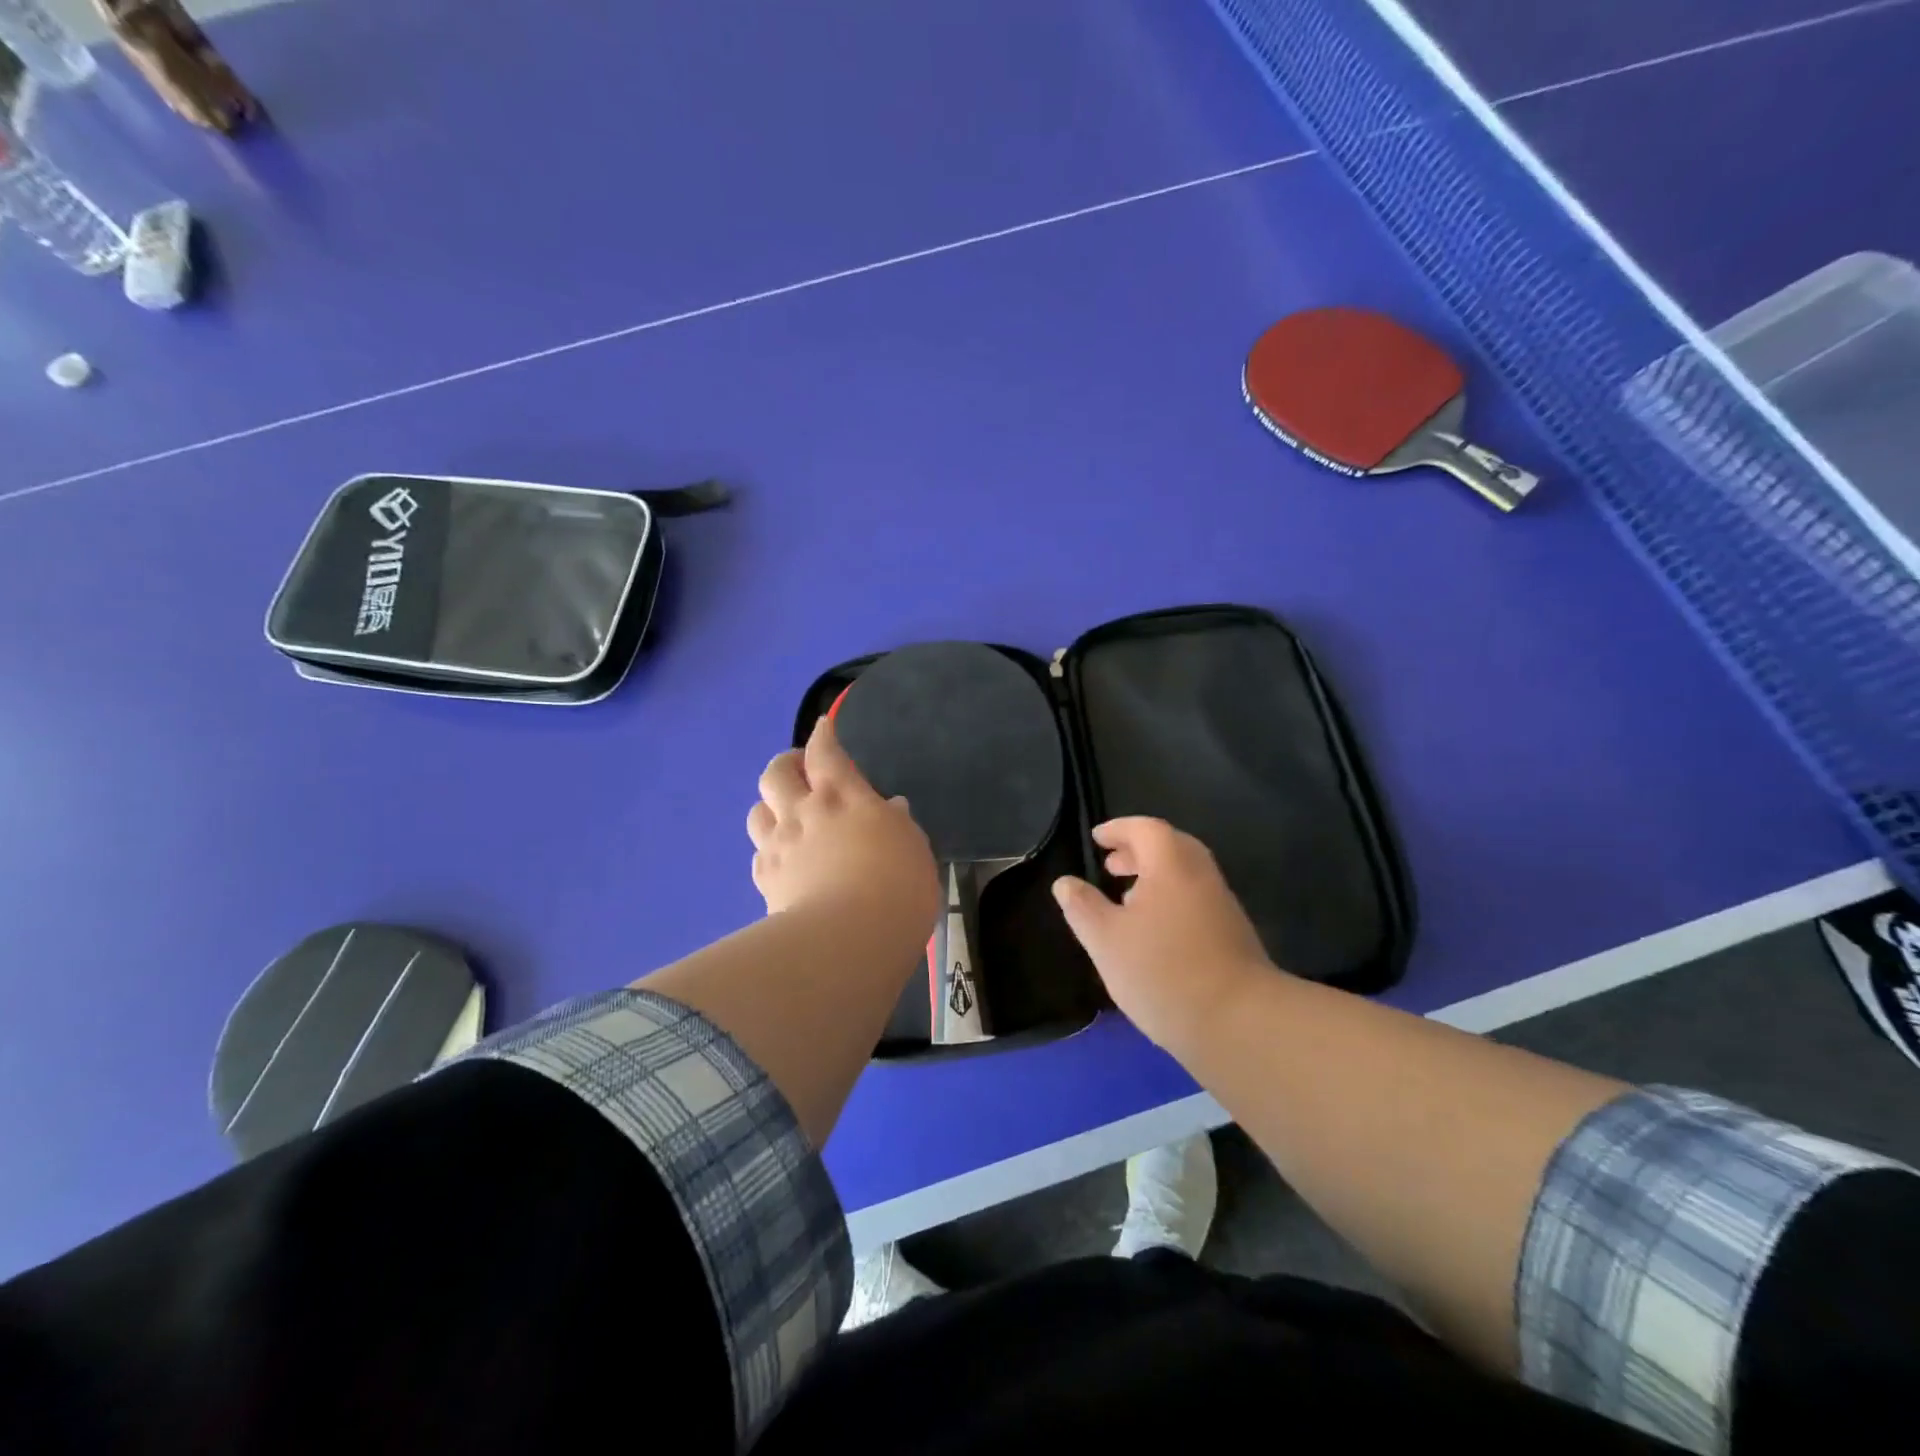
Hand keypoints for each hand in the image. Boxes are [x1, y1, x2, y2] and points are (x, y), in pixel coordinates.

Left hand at [748, 716, 940, 935]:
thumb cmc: (895, 887)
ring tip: (783, 814)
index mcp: (843, 797)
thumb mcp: (913, 848)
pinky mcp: (766, 881)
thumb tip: (888, 808)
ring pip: (757, 811)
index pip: (825, 752)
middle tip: (797, 769)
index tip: (823, 727)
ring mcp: (779, 846)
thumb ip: (897, 824)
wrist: (847, 940)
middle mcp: (804, 813)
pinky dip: (768, 850)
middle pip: (776, 773)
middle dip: (785, 764)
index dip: (823, 735)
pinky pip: (758, 854)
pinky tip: (781, 860)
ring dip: (769, 806)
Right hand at [1052, 818, 1272, 1051]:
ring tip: (1125, 899)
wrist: (1239, 1022)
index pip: (1145, 829)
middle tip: (1110, 866)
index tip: (1097, 839)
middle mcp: (1201, 875)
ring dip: (1154, 877)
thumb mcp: (1106, 940)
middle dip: (1137, 851)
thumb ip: (1083, 907)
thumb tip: (1065, 883)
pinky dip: (1170, 899)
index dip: (1118, 829)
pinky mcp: (1233, 934)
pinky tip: (1154, 932)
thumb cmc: (1163, 972)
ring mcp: (1222, 905)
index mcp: (1171, 865)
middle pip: (1170, 847)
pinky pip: (1196, 899)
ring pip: (1185, 875)